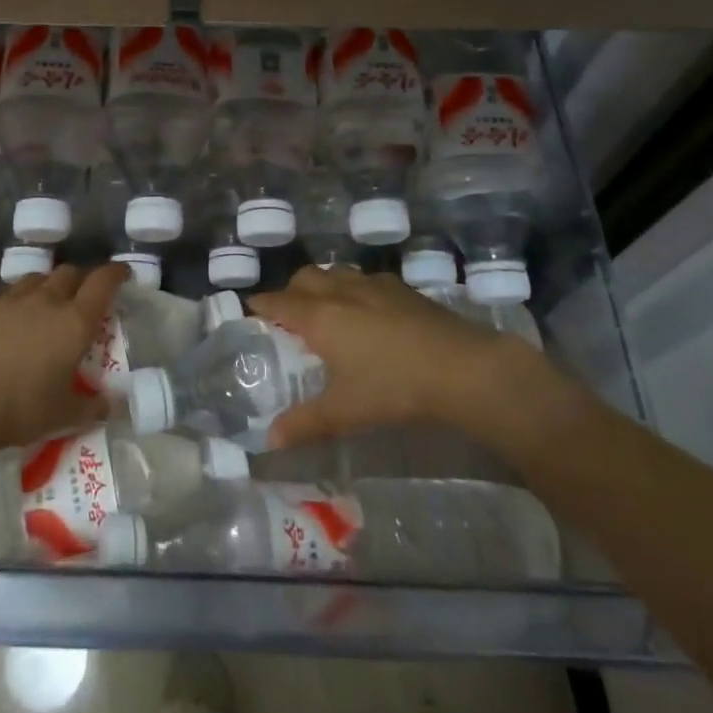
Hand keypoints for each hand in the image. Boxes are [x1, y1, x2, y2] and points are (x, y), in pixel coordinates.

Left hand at [0, 262, 126, 457]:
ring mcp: (10, 299)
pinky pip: (2, 294)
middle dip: (79, 280)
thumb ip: (94, 407)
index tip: (122, 273)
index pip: (103, 282)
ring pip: (35, 279)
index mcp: (75, 321)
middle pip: (69, 273)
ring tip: (43, 307)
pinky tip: (5, 319)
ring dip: (45, 287)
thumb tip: (115, 405)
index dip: (115, 273)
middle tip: (80, 298)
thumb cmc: (21, 409)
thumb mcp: (64, 416)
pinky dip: (11, 301)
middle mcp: (46, 300)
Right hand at [249, 266, 541, 450]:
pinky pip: (366, 279)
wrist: (461, 368)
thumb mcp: (344, 412)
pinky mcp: (402, 289)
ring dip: (323, 285)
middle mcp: (341, 292)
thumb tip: (270, 440)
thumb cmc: (392, 387)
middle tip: (290, 314)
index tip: (250, 308)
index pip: (278, 301)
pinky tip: (369, 312)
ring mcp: (374, 286)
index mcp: (319, 316)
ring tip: (327, 309)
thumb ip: (305, 424)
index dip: (261, 304)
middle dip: (291, 290)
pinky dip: (355, 289)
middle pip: (305, 277)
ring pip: (336, 273)